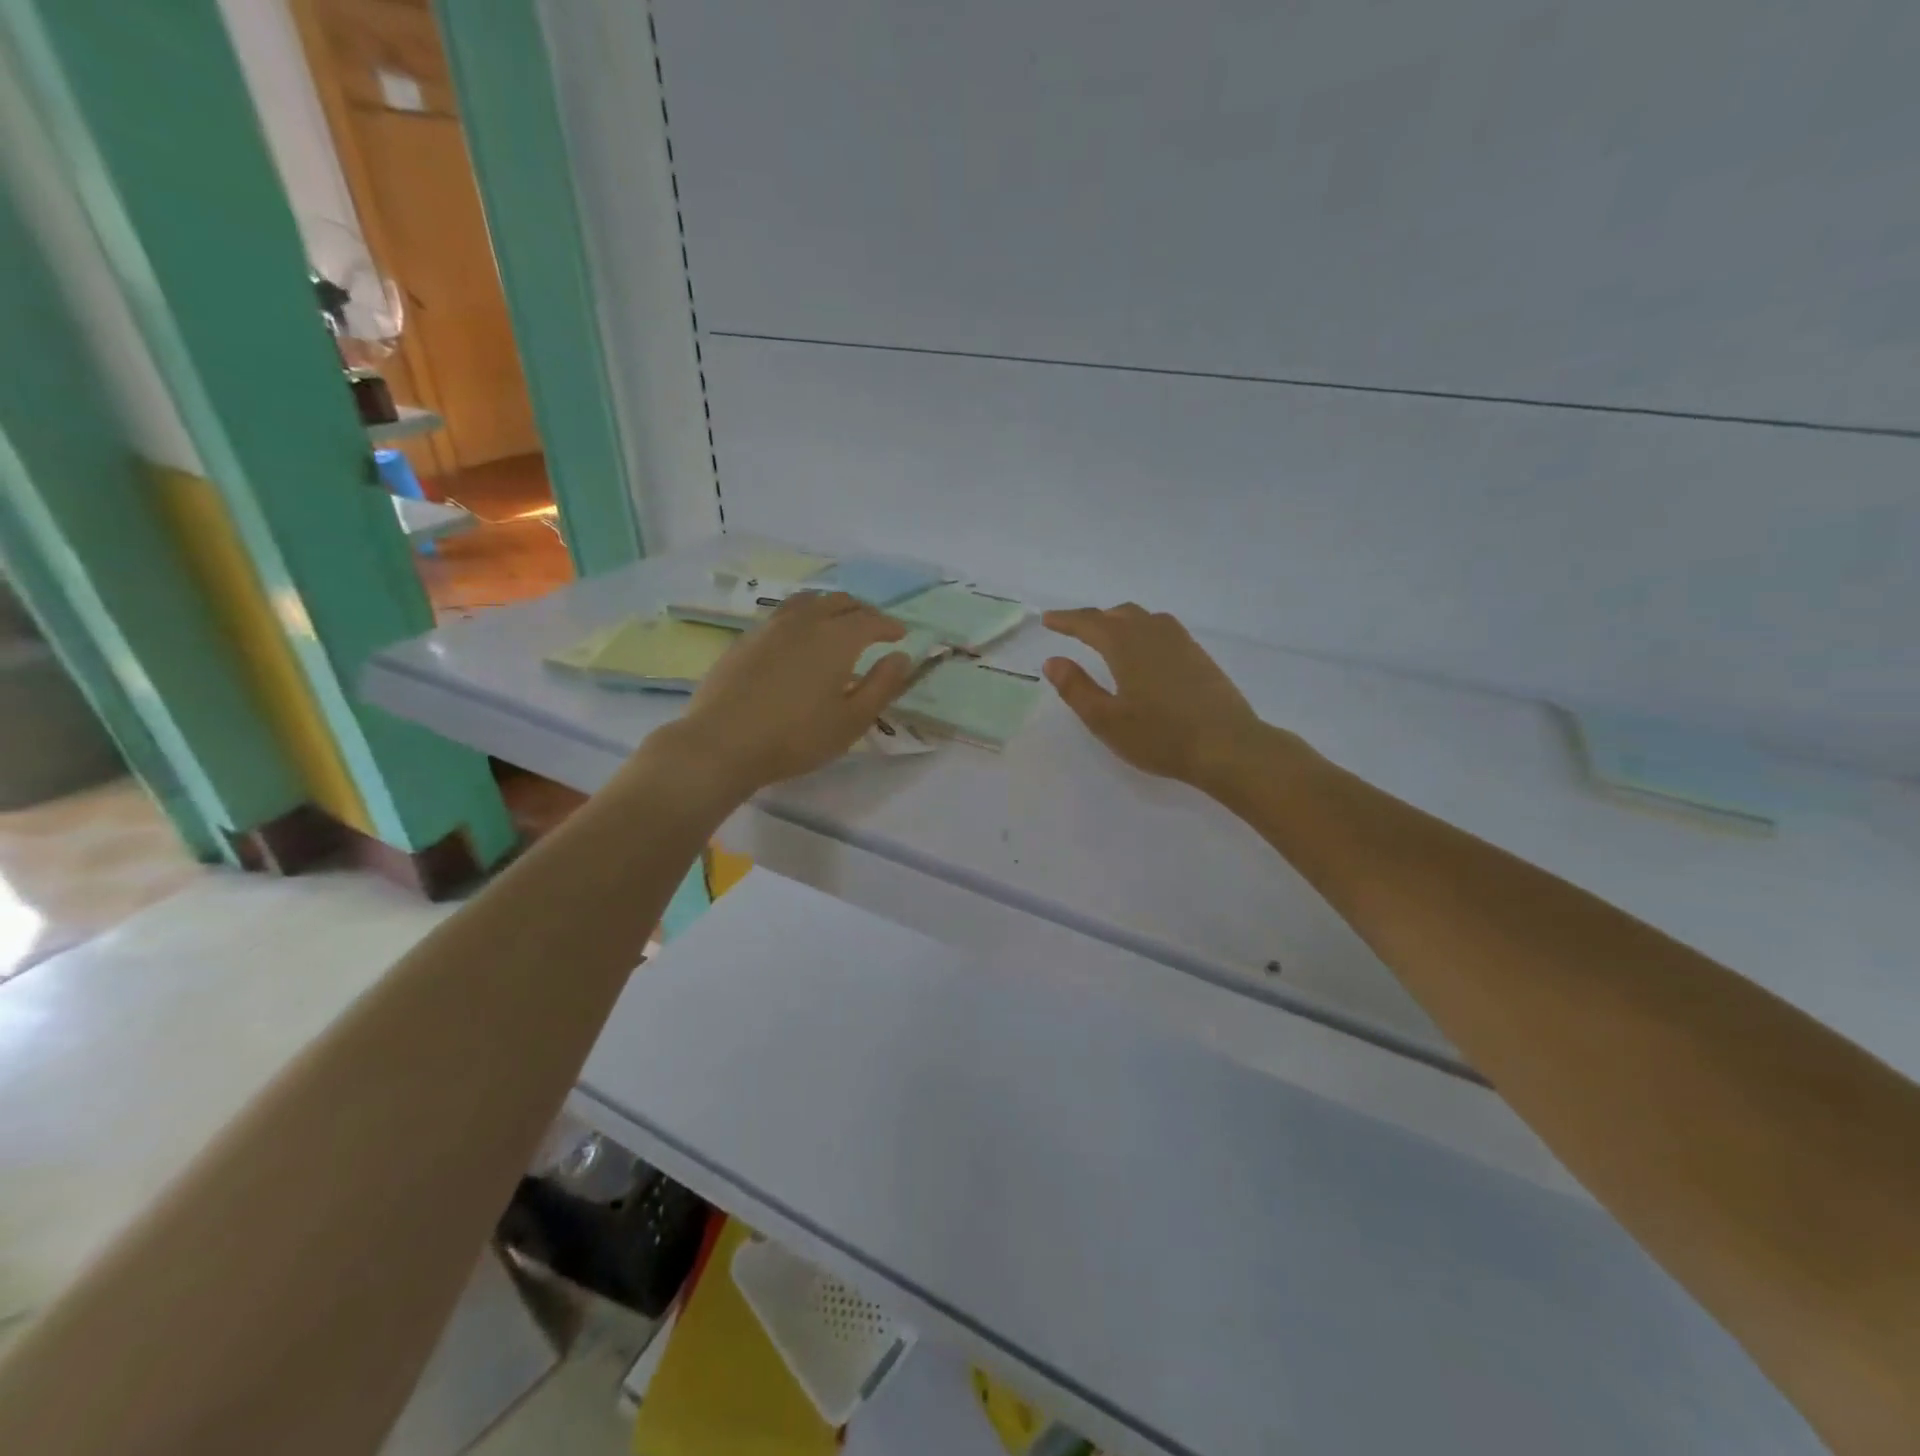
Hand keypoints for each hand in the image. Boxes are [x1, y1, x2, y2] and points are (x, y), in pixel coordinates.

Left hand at [664, 591, 915, 794]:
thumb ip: (882, 685)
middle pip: (839, 602)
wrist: (723, 743)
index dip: (889, 626)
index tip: (900, 635)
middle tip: (873, 628)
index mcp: (837, 638)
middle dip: (862, 611)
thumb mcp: (852, 720)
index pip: (871, 620)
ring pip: (808, 601)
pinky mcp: (746, 639)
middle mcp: (805, 621)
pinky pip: (783, 614)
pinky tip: (798, 640)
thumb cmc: (797, 737)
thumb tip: (901, 657)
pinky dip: (802, 617)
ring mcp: (770, 626)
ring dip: (830, 607)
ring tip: (836, 623)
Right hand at [1042, 604, 1279, 792]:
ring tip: (1107, 635)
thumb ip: (1076, 689)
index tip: (1048, 619)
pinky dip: (1143, 630)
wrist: (1227, 746)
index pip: (1089, 623)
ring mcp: (1181, 642)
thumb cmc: (1161, 736)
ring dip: (1120, 620)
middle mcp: (1154, 633)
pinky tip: (1145, 651)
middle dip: (1093, 619)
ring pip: (1144, 618)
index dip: (1066, 620)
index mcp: (1126, 646)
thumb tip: (1053, 661)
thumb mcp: (1107, 720)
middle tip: (1073, 629)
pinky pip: (1163, 629)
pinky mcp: (1199, 656)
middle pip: (1118, 614)